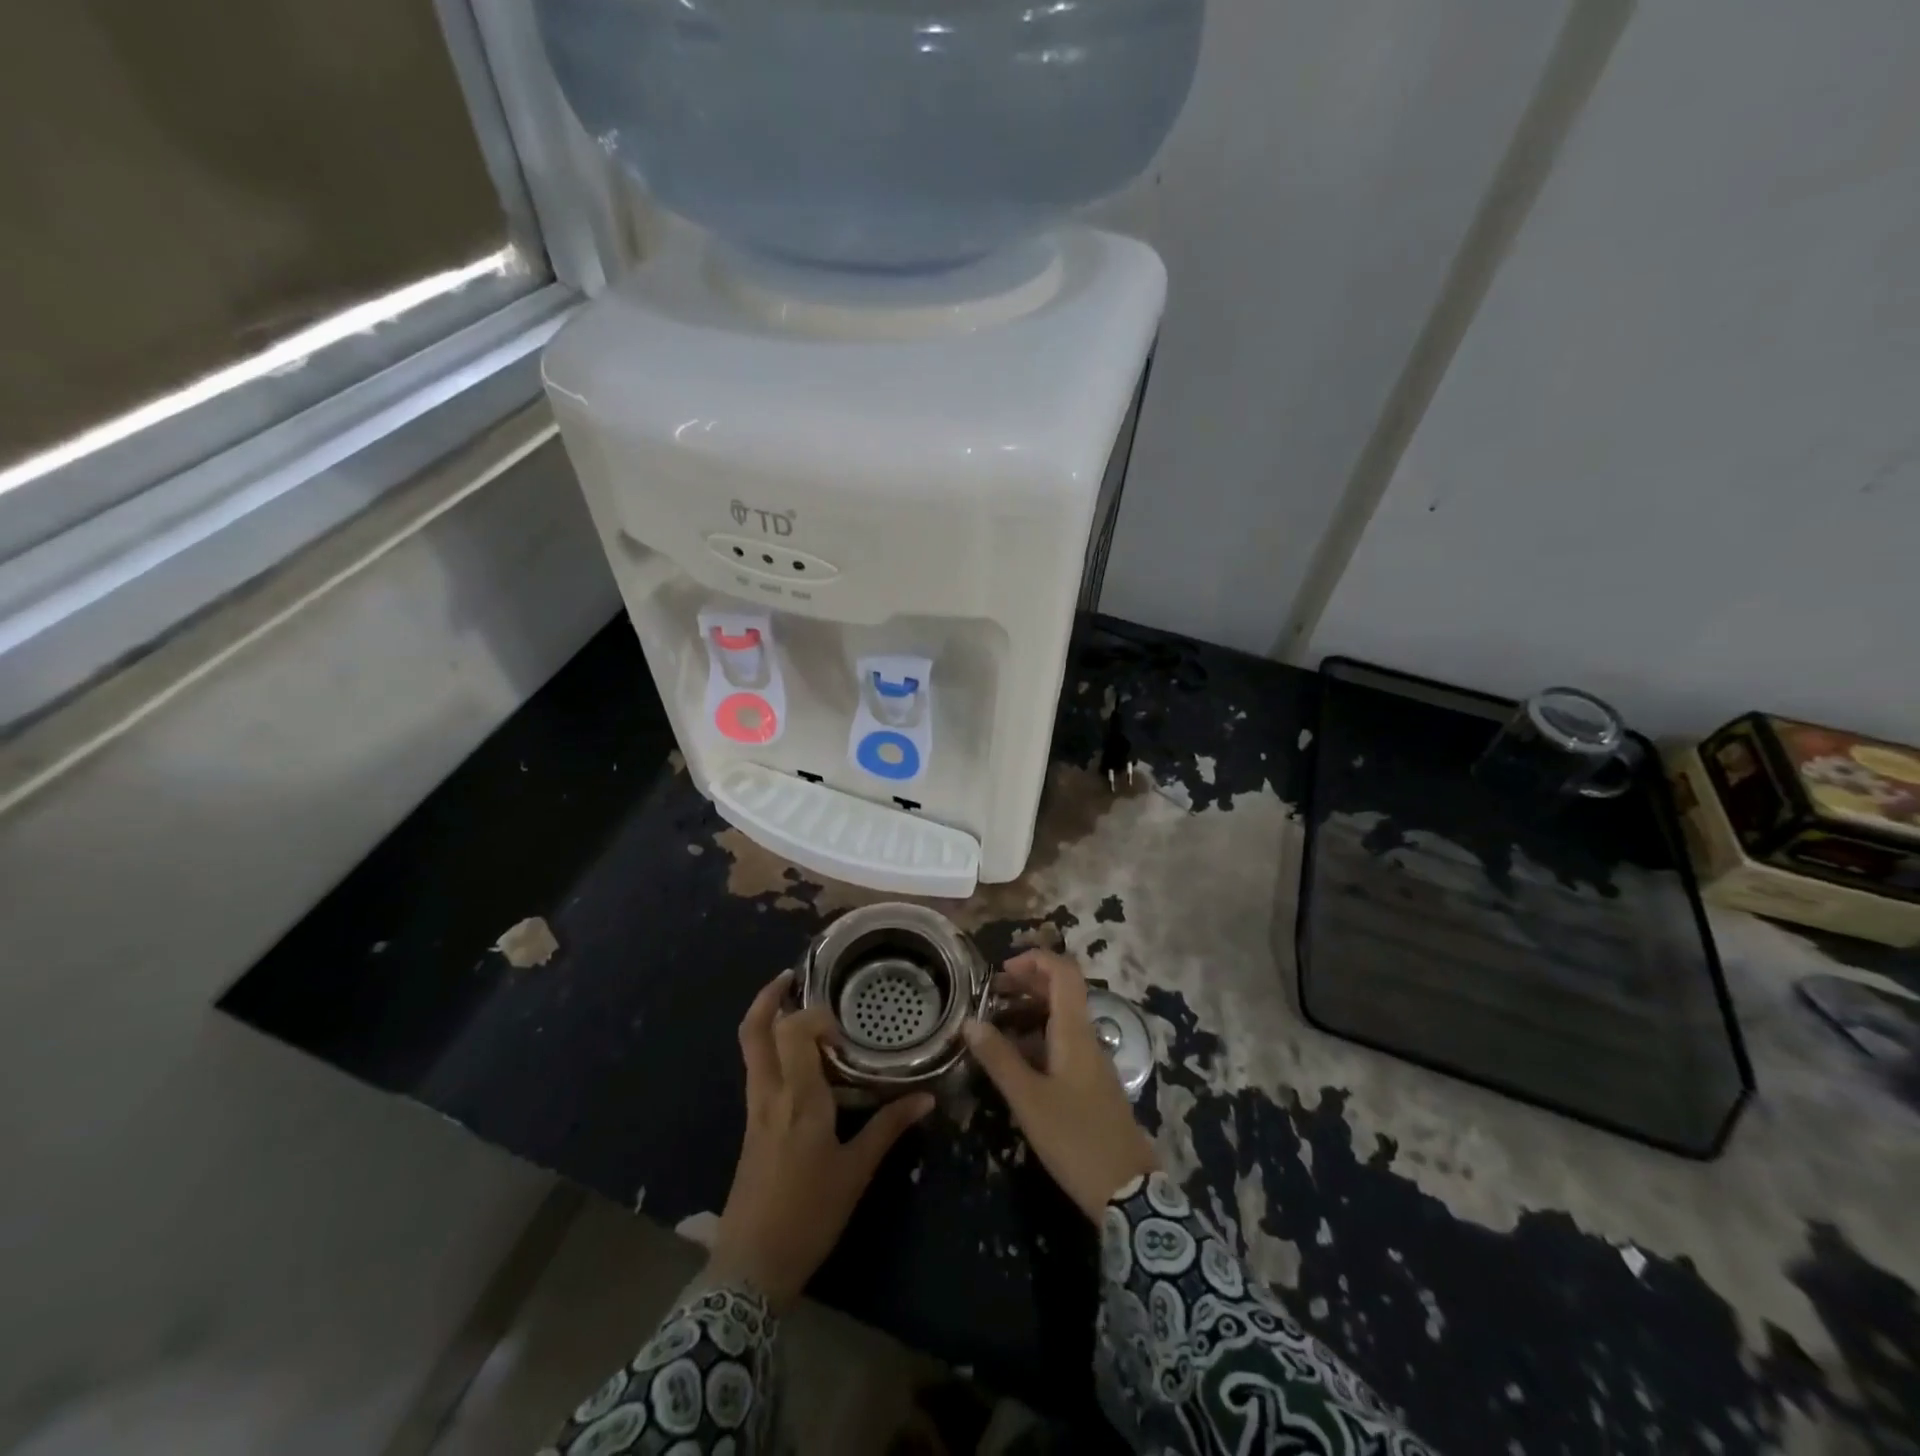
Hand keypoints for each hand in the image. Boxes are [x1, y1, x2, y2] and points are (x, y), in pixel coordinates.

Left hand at [709, 970, 932, 1311]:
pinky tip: (800, 1062)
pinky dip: (772, 1051)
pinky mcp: (751, 1125)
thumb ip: (889, 1128)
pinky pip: (758, 1072)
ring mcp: (755, 1109)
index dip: (815, 1015)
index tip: (843, 1027)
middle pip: (754, 1031)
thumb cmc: (809, 1215)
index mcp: (798, 1099)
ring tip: (800, 1010)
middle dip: (768, 997)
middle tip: (793, 977)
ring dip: (768, 1021)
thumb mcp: (856, 1172)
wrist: (751, 1267)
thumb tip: (926, 1098)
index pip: (793, 1031)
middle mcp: (770, 1094)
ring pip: (751, 1050)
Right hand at [964, 950, 1158, 1221]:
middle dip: (1026, 983)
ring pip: (1060, 1019)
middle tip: (989, 994)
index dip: (1035, 960)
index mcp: (1075, 1031)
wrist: (1127, 1190)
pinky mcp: (1090, 1084)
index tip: (1001, 970)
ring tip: (992, 1023)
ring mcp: (1091, 1061)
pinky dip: (1037, 1038)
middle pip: (1061, 992)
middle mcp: (1086, 1037)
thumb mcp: (1029, 1100)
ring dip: (1029, 1011)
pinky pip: (1062, 1043)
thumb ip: (999, 1059)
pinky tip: (1013, 1057)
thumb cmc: (1075, 1139)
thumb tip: (970, 1022)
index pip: (1064, 972)